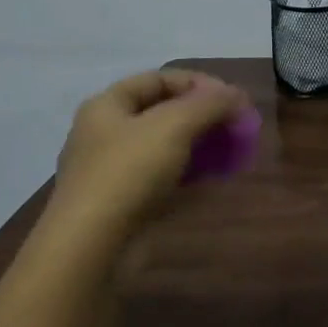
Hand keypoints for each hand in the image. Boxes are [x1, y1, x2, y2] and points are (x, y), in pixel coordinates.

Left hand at [49, 69, 249, 248]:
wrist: (90, 247)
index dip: (198, 83)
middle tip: (236, 126)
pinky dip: (190, 174)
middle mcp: (106, 133)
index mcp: (108, 105)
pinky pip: (163, 178)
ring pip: (166, 147)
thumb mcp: (175, 125)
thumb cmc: (129, 171)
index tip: (232, 99)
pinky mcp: (123, 204)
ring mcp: (113, 171)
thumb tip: (237, 95)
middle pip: (164, 113)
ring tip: (232, 152)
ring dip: (201, 145)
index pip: (159, 79)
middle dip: (204, 116)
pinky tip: (215, 179)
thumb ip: (210, 103)